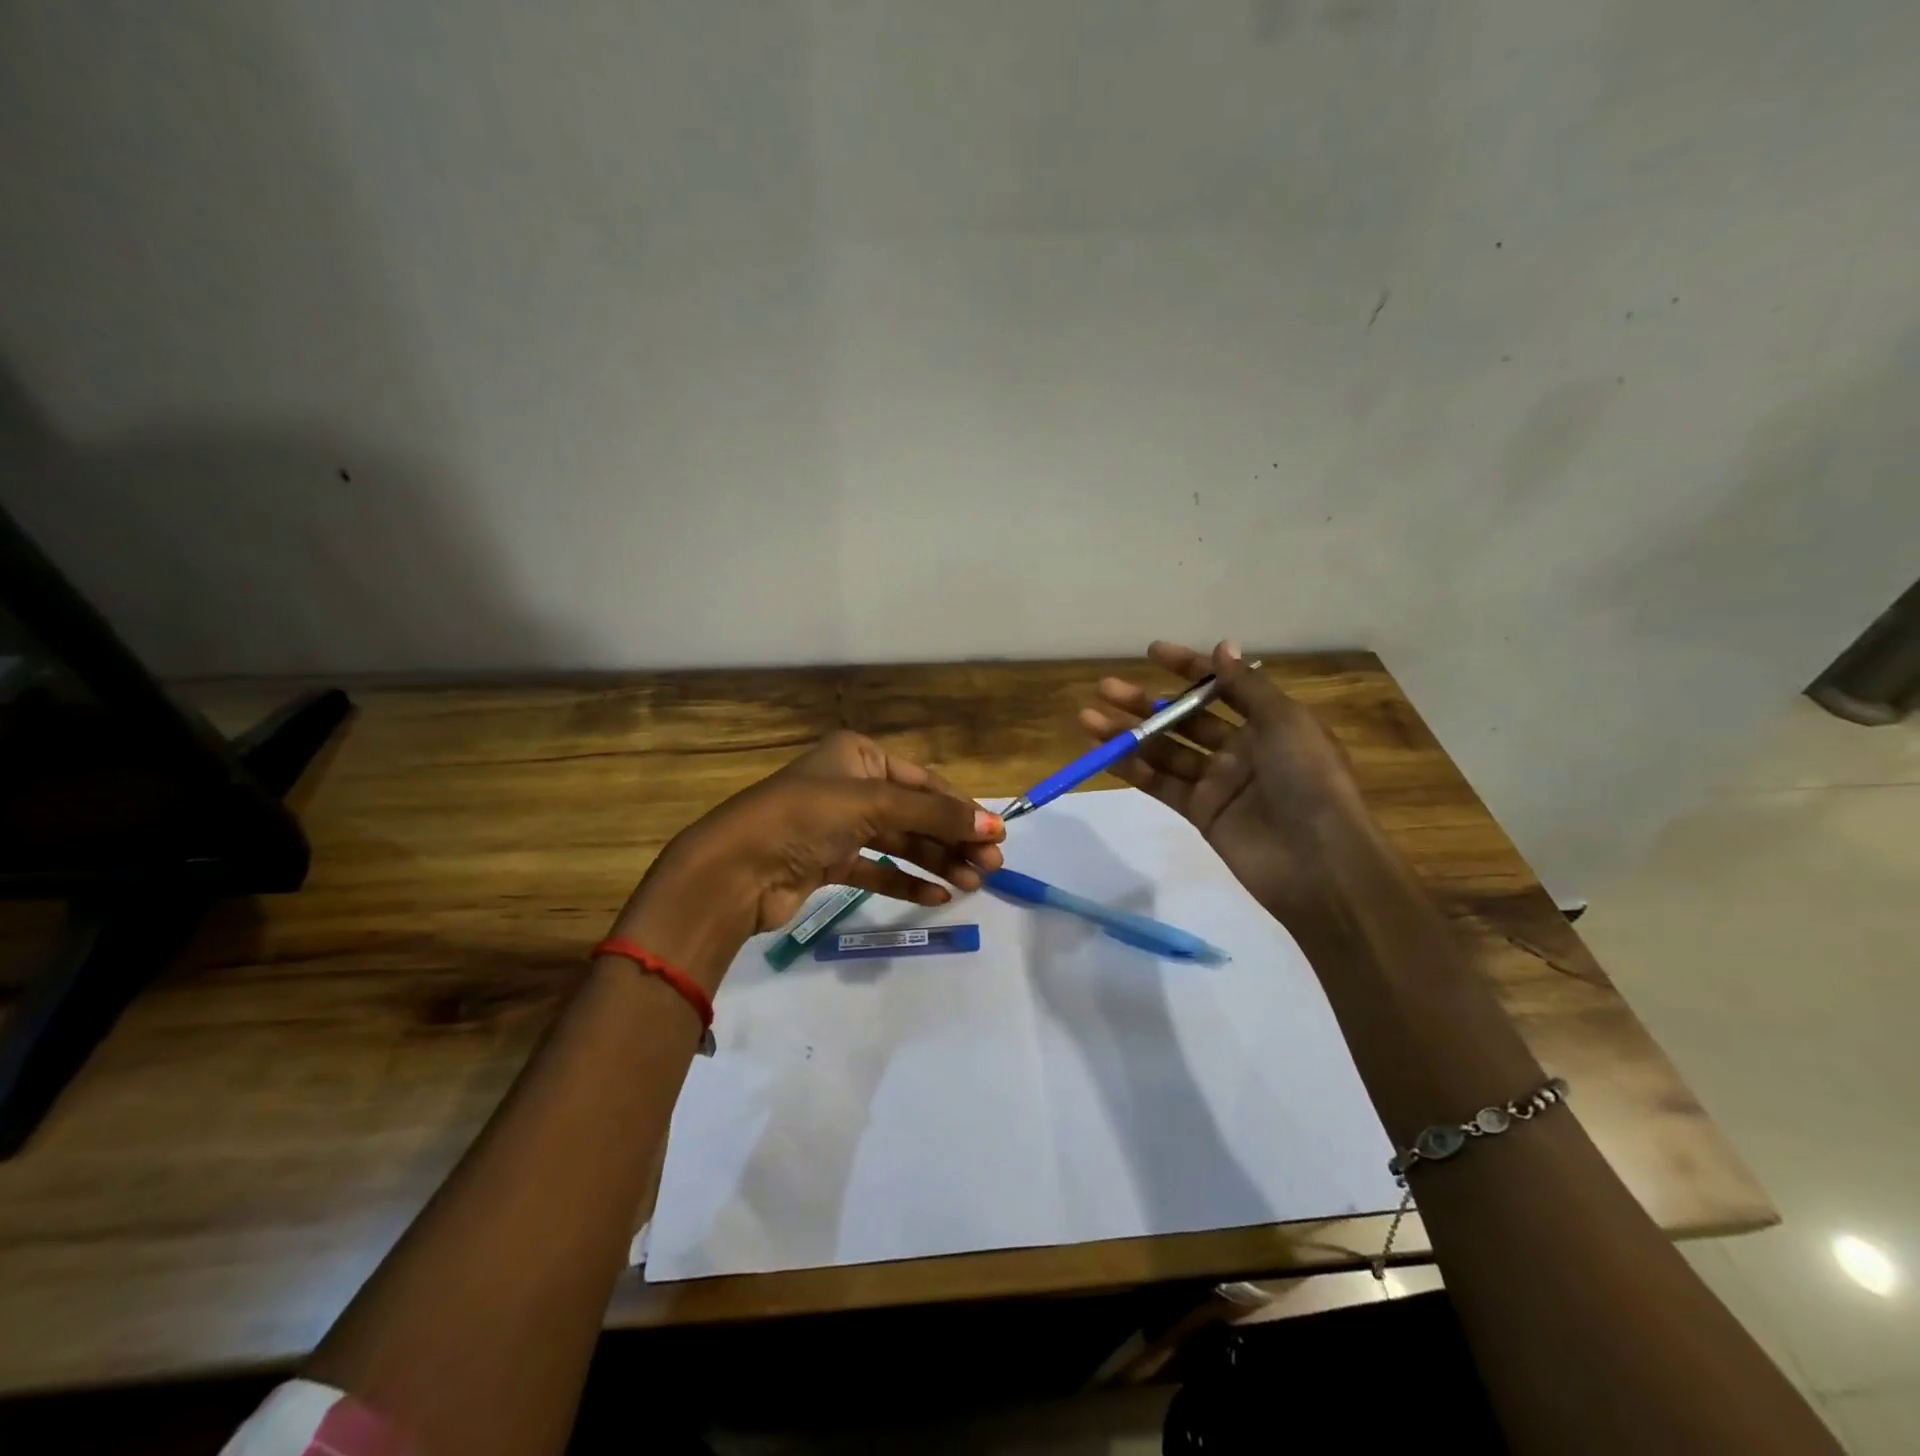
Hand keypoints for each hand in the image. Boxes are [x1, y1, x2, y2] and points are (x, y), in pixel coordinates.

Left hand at [613, 731, 1005, 983]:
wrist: (735, 869)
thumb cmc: (805, 817)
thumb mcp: (874, 805)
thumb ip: (935, 815)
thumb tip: (994, 826)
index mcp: (859, 755)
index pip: (924, 781)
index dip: (961, 807)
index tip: (996, 836)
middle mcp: (851, 785)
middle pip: (916, 813)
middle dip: (954, 838)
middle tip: (992, 867)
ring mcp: (838, 826)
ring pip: (900, 842)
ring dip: (937, 862)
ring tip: (974, 885)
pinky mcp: (828, 863)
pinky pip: (878, 870)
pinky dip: (906, 882)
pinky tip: (938, 897)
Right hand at [1077, 641, 1370, 926]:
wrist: (1319, 862)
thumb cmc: (1309, 780)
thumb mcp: (1285, 722)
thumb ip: (1246, 687)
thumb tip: (1222, 646)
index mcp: (1268, 722)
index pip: (1221, 687)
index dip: (1188, 668)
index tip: (1151, 652)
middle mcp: (1241, 748)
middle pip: (1184, 719)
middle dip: (1145, 702)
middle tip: (1106, 689)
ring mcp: (1218, 782)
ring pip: (1165, 750)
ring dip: (1128, 734)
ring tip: (1088, 718)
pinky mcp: (1200, 813)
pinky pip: (1161, 784)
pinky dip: (1133, 769)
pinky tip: (1104, 753)